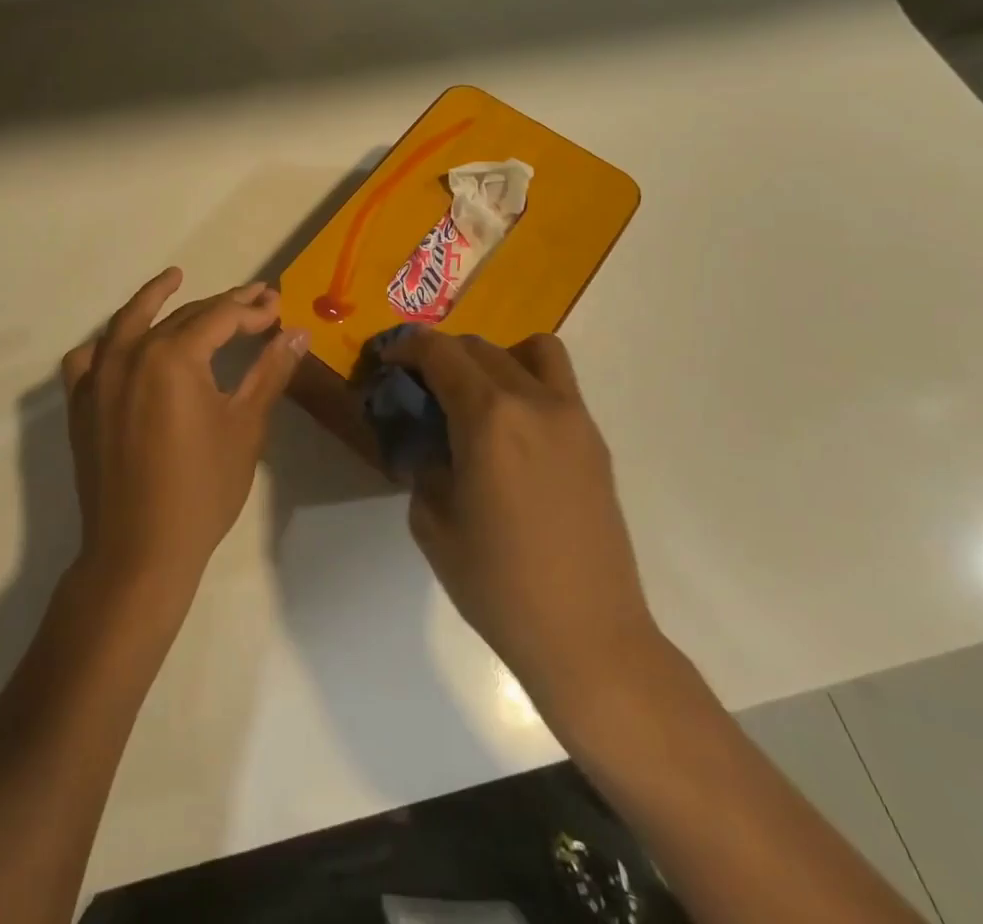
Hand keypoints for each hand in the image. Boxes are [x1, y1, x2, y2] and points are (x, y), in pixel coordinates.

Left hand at [61, 269, 307, 600]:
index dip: (252, 310)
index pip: (221, 317)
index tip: (277, 308)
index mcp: (174, 356)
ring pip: (130, 323)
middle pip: (182, 315)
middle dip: (221, 306)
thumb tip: (297, 333)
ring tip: (174, 278)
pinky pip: (90, 357)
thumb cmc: (202, 490)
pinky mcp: (81, 403)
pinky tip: (122, 342)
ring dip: (155, 300)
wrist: (139, 551)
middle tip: (254, 301)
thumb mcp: (245, 426)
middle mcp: (131, 353)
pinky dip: (108, 342)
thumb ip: (269, 371)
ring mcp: (99, 377)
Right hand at [386, 328, 661, 712]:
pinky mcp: (594, 441)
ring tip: (475, 395)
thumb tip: (430, 441)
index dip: (407, 347)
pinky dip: (526, 381)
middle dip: (441, 354)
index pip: (440, 353)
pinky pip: (557, 384)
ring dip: (494, 357)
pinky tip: (510, 430)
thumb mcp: (432, 521)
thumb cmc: (498, 583)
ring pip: (531, 350)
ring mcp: (572, 418)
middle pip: (480, 347)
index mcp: (489, 417)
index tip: (387, 361)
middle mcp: (534, 401)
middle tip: (419, 385)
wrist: (588, 636)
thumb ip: (424, 464)